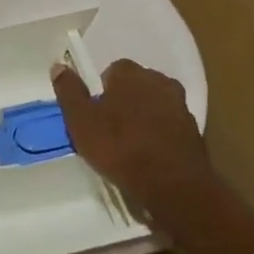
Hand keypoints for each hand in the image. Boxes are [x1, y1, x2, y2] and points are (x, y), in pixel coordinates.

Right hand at [51, 59, 209, 212]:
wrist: (174, 186)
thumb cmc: (121, 148)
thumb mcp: (81, 122)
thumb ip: (69, 92)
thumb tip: (58, 66)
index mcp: (131, 73)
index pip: (112, 71)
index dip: (101, 92)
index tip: (95, 115)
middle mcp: (159, 81)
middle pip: (135, 86)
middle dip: (124, 102)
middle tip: (110, 131)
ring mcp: (181, 105)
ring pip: (154, 105)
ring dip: (144, 118)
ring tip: (131, 147)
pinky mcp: (195, 131)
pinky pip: (170, 126)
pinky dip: (160, 136)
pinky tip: (151, 157)